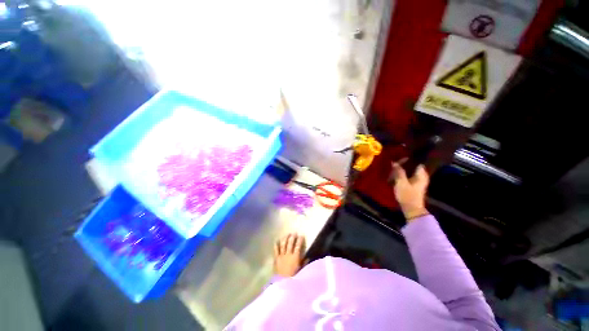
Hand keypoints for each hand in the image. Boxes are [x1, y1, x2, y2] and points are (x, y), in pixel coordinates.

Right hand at [391, 162, 429, 220]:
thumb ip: (399, 171)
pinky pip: (408, 176)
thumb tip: (394, 162)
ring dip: (403, 169)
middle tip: (394, 161)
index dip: (408, 158)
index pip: (416, 161)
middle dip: (404, 163)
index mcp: (421, 174)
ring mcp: (418, 181)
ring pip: (410, 171)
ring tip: (394, 167)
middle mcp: (422, 176)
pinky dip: (403, 174)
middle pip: (413, 166)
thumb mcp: (401, 182)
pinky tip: (396, 174)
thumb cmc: (408, 195)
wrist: (411, 209)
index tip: (398, 156)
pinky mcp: (414, 185)